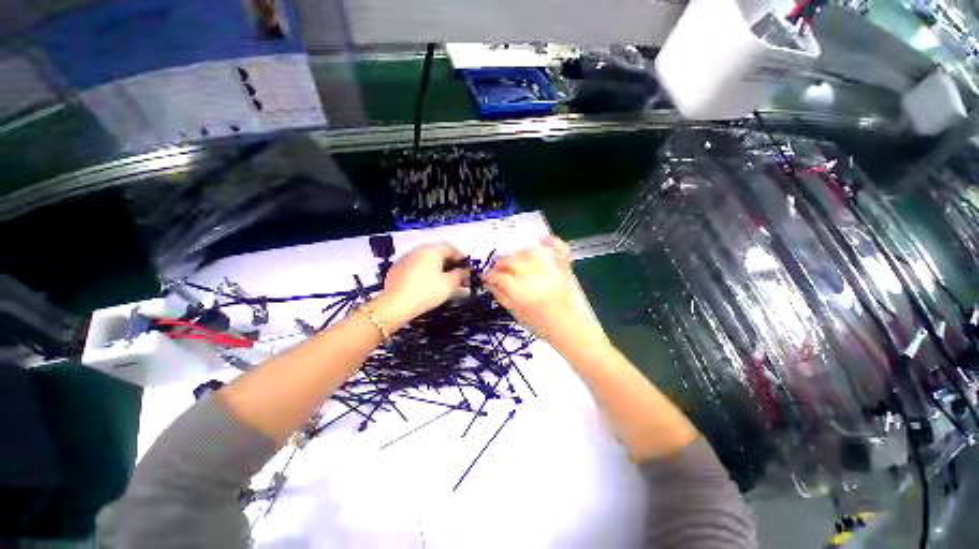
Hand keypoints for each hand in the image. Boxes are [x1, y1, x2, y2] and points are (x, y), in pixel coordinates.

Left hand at [371, 243, 467, 329]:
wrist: (396, 304)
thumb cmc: (426, 291)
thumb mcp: (449, 284)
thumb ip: (459, 275)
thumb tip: (463, 272)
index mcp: (433, 250)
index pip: (451, 248)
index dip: (460, 257)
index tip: (466, 266)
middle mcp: (419, 250)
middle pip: (437, 252)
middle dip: (448, 262)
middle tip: (455, 274)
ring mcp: (405, 258)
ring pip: (425, 259)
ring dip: (435, 266)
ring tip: (441, 279)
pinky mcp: (396, 269)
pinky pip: (414, 266)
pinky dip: (422, 271)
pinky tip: (424, 284)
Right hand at [484, 236, 606, 349]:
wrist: (569, 326)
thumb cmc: (540, 324)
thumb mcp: (515, 312)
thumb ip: (500, 295)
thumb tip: (489, 283)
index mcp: (520, 290)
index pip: (498, 276)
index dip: (489, 275)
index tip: (486, 277)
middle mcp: (533, 274)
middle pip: (512, 260)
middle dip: (501, 264)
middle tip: (498, 271)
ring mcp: (550, 267)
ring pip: (529, 252)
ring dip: (518, 255)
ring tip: (515, 262)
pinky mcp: (563, 265)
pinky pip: (557, 247)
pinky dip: (550, 241)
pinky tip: (542, 240)